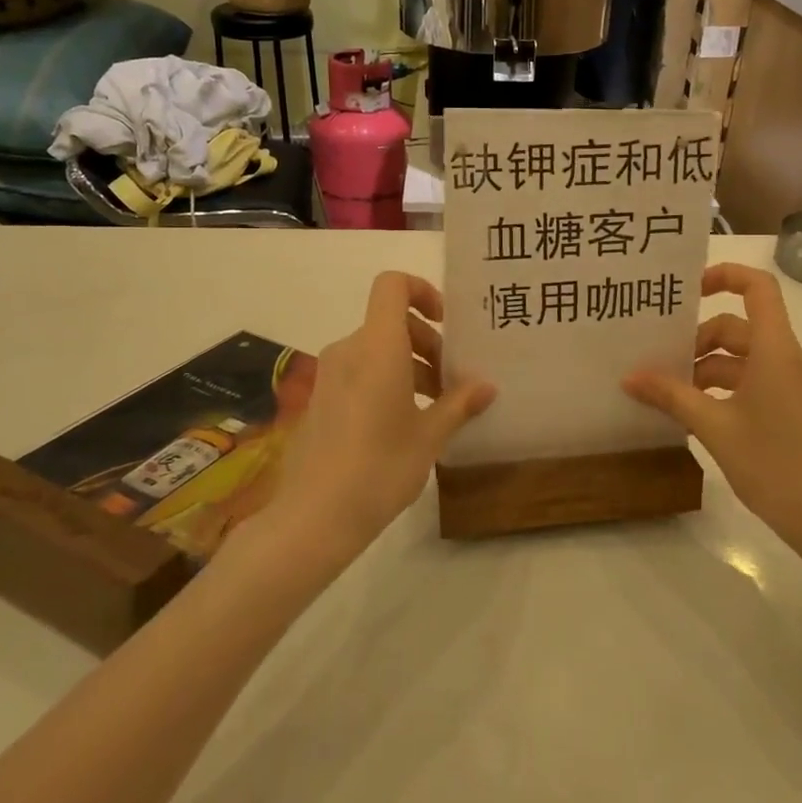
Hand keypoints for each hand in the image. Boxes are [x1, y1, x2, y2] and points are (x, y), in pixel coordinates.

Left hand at [269, 271, 494, 561]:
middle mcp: (349, 350)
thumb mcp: (429, 436)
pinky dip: (386, 381)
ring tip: (435, 407)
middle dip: (426, 342)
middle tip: (451, 382)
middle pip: (390, 322)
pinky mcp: (320, 399)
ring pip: (376, 349)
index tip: (446, 323)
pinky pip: (359, 372)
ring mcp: (330, 375)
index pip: (392, 286)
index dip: (422, 290)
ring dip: (409, 365)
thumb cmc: (380, 467)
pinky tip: (403, 424)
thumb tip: (487, 386)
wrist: (314, 517)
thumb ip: (459, 404)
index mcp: (377, 347)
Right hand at [623, 263, 801, 541]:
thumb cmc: (773, 463)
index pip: (758, 288)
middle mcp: (788, 357)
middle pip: (737, 327)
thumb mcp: (714, 426)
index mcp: (776, 349)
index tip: (687, 290)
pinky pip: (752, 379)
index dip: (724, 275)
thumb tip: (629, 377)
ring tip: (669, 394)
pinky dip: (723, 387)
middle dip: (697, 341)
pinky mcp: (793, 405)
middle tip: (660, 365)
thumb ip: (671, 396)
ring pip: (742, 357)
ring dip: (706, 368)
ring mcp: (793, 382)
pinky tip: (694, 413)